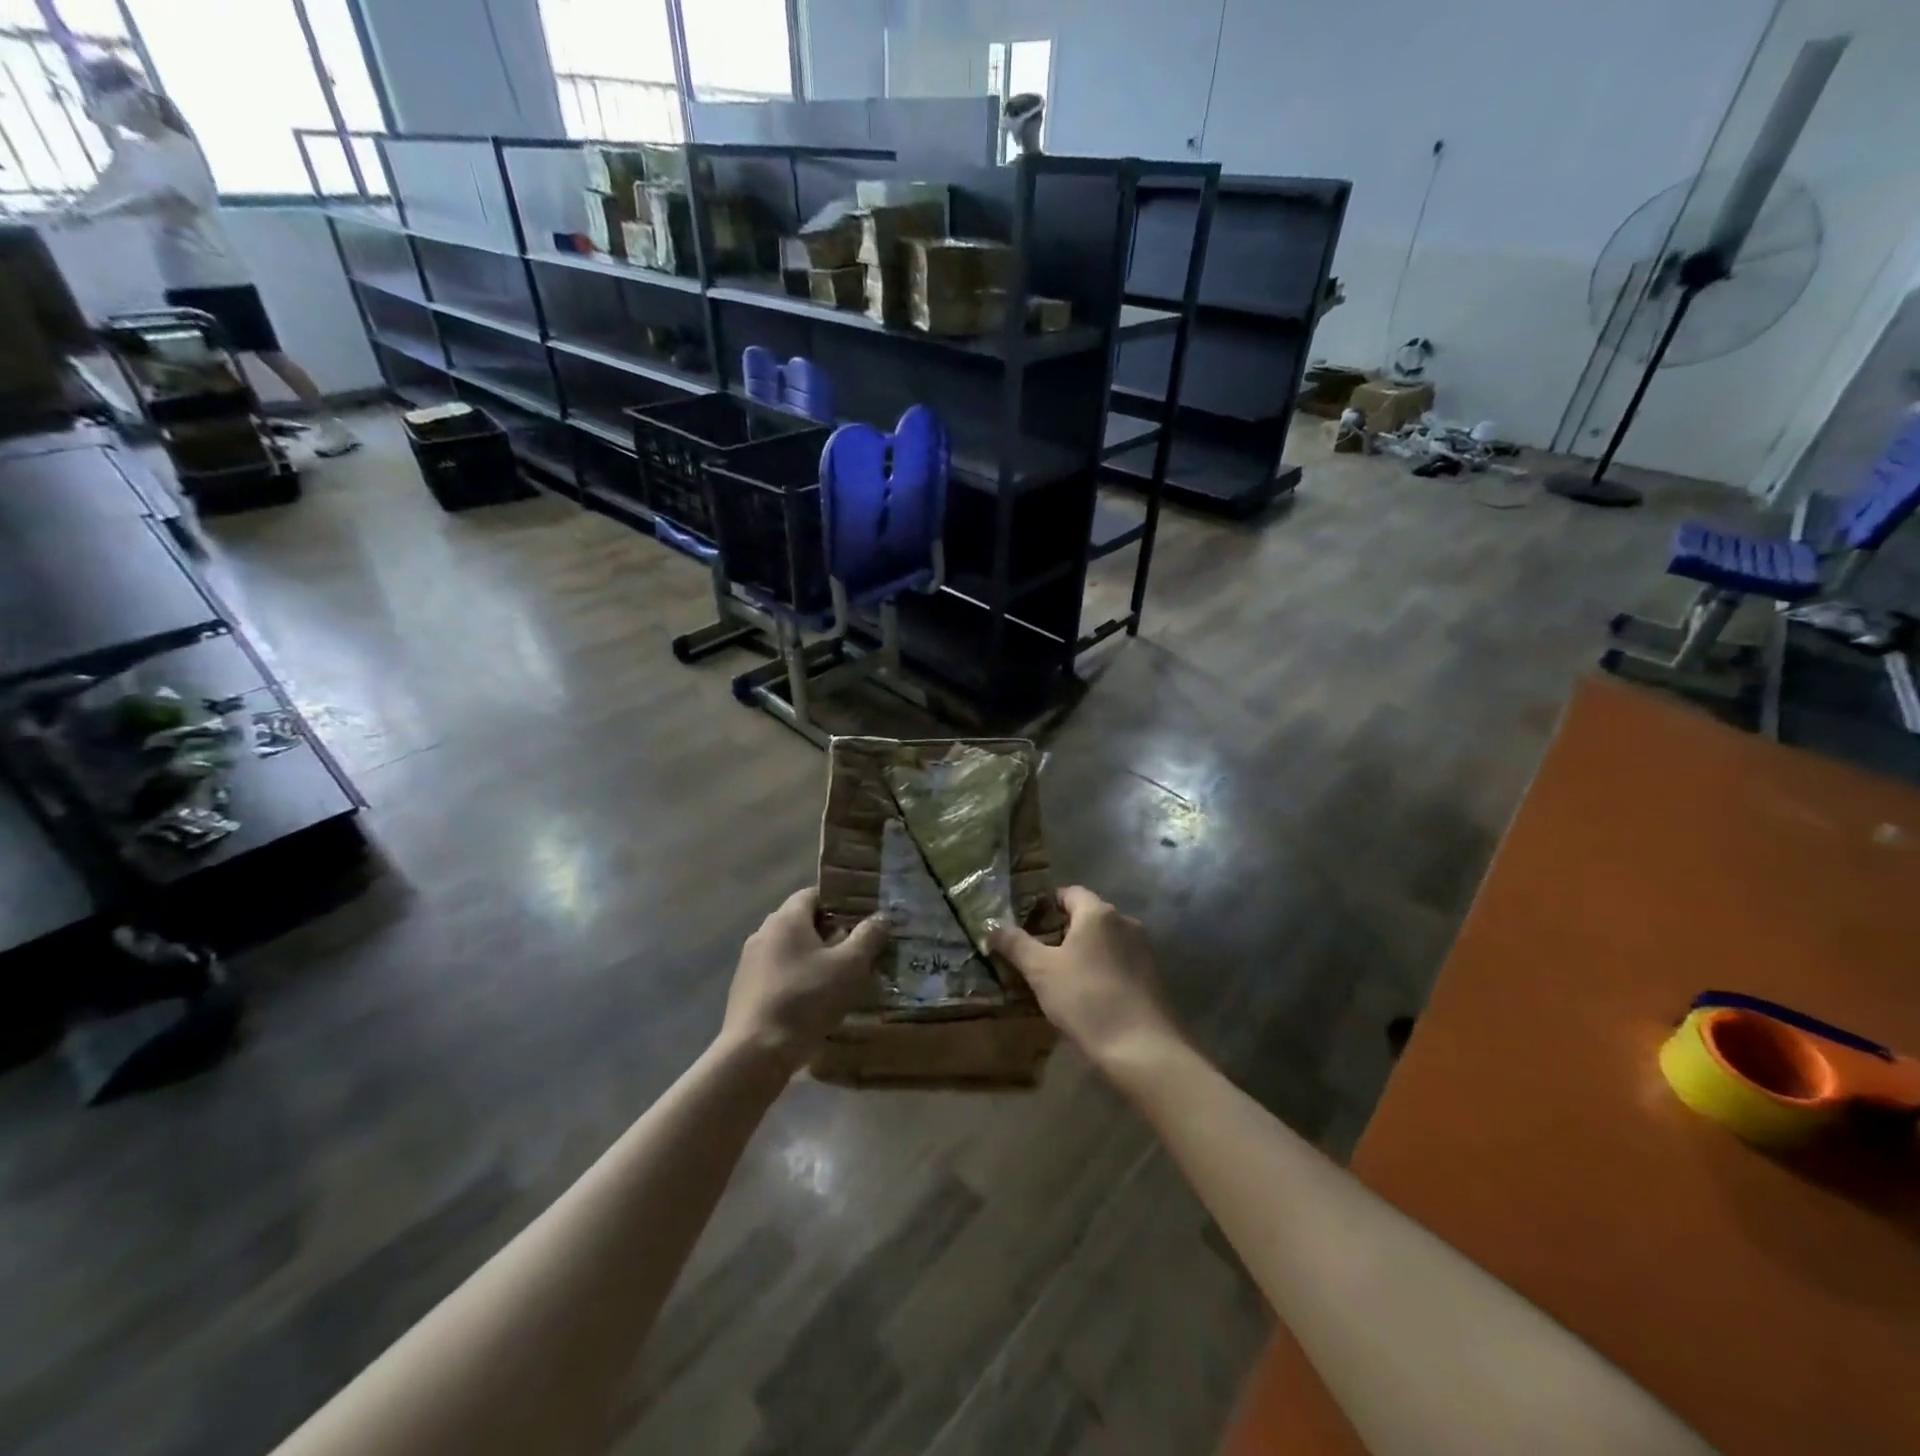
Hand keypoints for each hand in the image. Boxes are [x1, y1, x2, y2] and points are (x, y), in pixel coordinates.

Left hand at [721, 889, 888, 1068]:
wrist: (755, 1053)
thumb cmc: (806, 999)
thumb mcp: (850, 966)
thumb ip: (868, 936)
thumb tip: (882, 916)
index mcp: (786, 919)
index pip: (814, 894)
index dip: (840, 902)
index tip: (862, 917)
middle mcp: (763, 933)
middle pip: (801, 922)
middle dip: (830, 932)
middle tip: (858, 949)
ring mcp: (749, 963)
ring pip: (790, 950)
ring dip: (813, 958)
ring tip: (841, 978)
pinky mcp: (744, 991)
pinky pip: (778, 974)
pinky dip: (797, 979)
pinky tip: (814, 1002)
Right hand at [987, 886, 1180, 1073]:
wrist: (1142, 1049)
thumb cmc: (1086, 999)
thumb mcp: (1041, 971)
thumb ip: (1015, 944)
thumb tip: (990, 925)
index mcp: (1098, 913)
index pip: (1068, 893)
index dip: (1045, 905)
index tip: (1025, 924)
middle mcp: (1125, 922)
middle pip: (1087, 917)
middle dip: (1061, 931)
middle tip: (1036, 953)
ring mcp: (1143, 950)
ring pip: (1104, 942)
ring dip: (1083, 953)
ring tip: (1058, 977)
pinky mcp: (1152, 977)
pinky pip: (1118, 963)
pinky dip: (1101, 970)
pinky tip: (1086, 995)